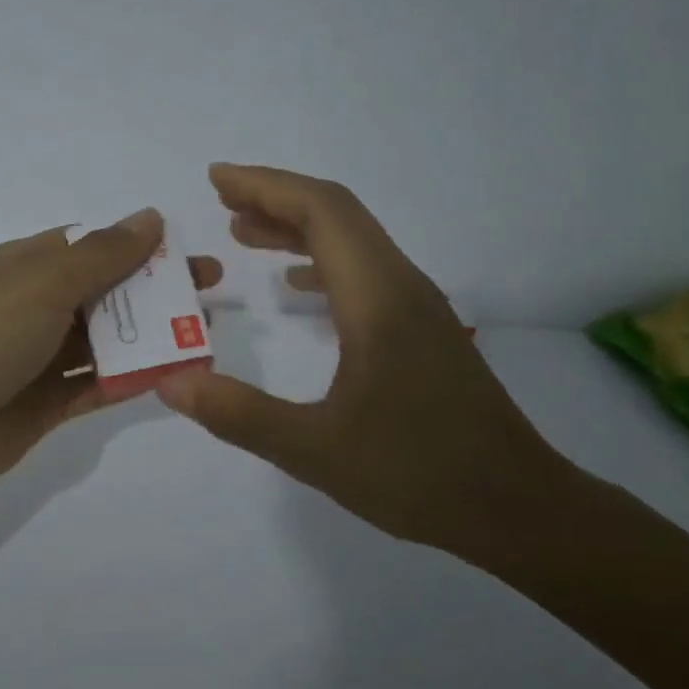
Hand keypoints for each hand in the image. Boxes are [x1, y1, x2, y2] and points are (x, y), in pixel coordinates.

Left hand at [0, 210, 222, 503]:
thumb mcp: (45, 282)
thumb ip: (102, 253)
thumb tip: (150, 217)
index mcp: (24, 266)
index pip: (89, 246)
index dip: (139, 245)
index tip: (185, 252)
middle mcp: (34, 306)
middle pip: (106, 291)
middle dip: (156, 290)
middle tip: (211, 292)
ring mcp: (41, 356)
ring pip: (107, 339)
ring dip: (152, 335)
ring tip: (204, 335)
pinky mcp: (49, 401)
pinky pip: (100, 382)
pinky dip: (134, 376)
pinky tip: (175, 374)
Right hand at [155, 164, 567, 560]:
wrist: (518, 508)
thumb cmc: (419, 475)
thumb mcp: (316, 452)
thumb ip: (240, 414)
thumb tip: (170, 381)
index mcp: (378, 299)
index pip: (322, 212)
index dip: (266, 187)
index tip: (216, 180)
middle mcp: (401, 286)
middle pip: (338, 214)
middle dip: (276, 198)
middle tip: (221, 200)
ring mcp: (416, 306)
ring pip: (353, 241)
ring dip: (298, 227)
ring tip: (244, 232)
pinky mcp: (421, 329)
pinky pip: (364, 272)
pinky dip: (321, 261)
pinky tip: (294, 287)